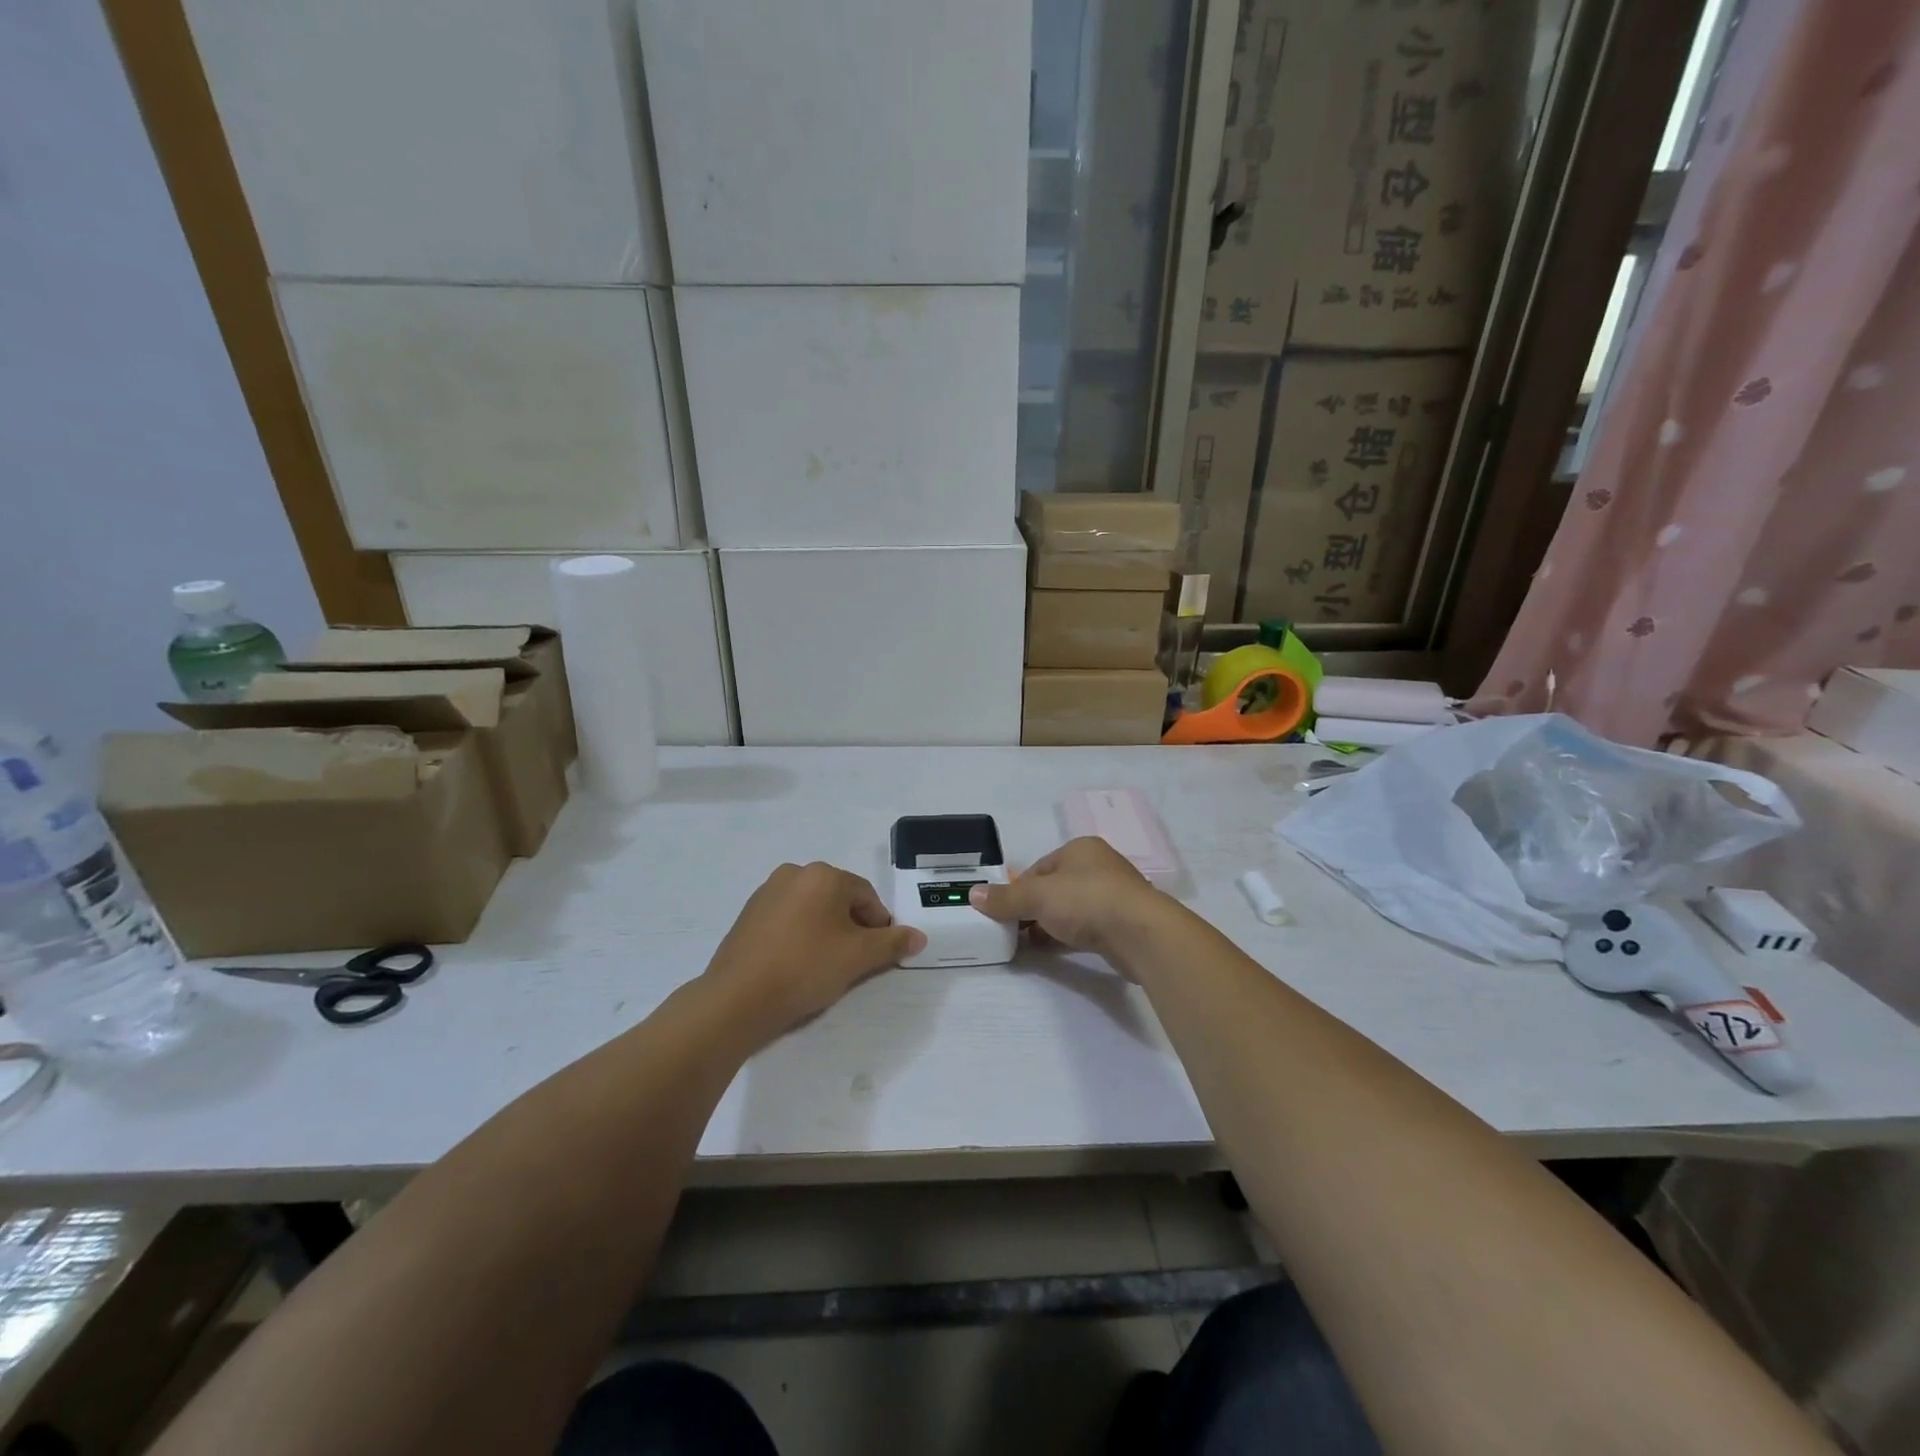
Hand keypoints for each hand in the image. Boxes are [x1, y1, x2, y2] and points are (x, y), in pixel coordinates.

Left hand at [702, 862, 924, 1040]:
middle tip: (852, 963)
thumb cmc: (805, 969)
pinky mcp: (747, 915)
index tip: (877, 955)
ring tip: (823, 967)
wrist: (737, 999)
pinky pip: (787, 920)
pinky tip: (796, 965)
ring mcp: (766, 892)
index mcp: (823, 875)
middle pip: (838, 900)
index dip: (878, 926)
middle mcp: (794, 873)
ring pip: (812, 910)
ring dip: (825, 932)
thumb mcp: (858, 957)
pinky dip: (799, 936)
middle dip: (851, 928)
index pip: (866, 896)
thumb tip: (919, 936)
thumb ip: (892, 943)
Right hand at [968, 837, 1158, 961]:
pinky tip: (1058, 948)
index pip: (1040, 868)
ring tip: (1031, 943)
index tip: (1004, 912)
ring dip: (1052, 923)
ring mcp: (1115, 894)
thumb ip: (1005, 898)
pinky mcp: (1124, 922)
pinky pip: (1088, 926)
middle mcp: (1099, 866)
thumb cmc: (1086, 901)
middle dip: (1034, 908)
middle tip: (1015, 930)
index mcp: (1080, 849)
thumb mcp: (1037, 897)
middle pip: (1055, 887)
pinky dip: (1071, 935)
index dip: (1018, 889)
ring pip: (1072, 907)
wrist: (1140, 934)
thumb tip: (973, 894)